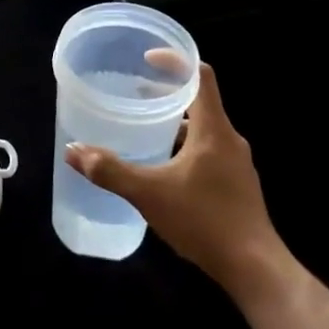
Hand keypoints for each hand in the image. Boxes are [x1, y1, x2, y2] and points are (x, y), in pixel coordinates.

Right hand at [65, 61, 292, 301]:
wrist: (255, 268)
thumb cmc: (204, 221)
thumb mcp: (149, 194)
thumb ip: (110, 171)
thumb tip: (73, 150)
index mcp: (213, 129)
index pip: (200, 76)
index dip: (175, 62)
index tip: (148, 59)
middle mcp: (229, 139)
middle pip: (200, 101)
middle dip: (167, 94)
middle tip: (134, 94)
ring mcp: (237, 164)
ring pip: (203, 129)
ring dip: (175, 124)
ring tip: (144, 130)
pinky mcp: (237, 185)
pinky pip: (208, 152)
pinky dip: (184, 148)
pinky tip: (164, 170)